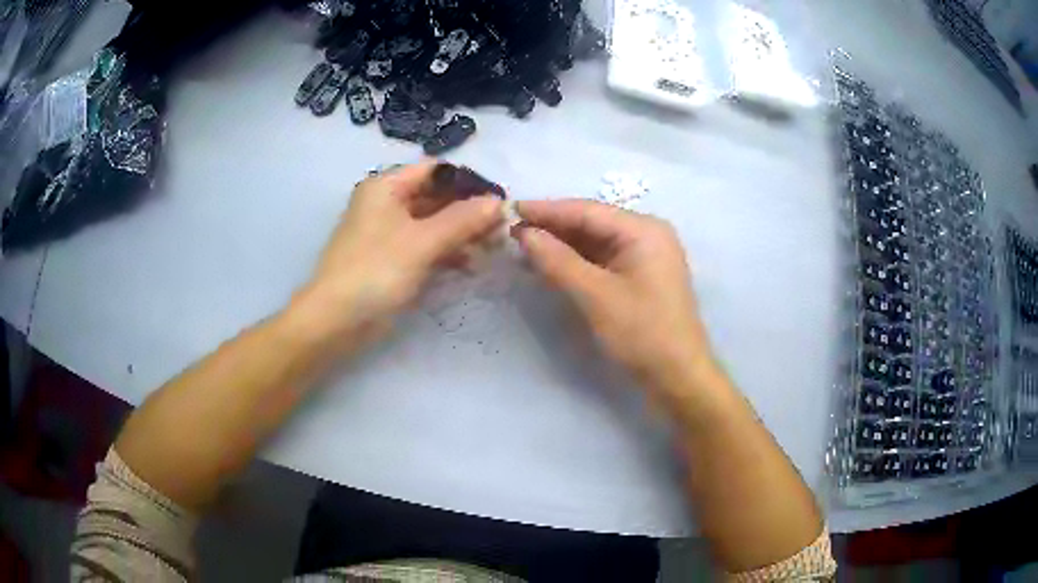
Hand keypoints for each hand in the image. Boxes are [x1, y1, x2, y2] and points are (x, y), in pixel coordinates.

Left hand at [292, 162, 503, 348]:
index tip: (500, 200)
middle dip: (469, 211)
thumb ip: (462, 219)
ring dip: (461, 233)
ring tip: (492, 249)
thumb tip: (499, 202)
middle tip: (502, 229)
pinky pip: (425, 246)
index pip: (436, 171)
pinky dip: (447, 252)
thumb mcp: (422, 242)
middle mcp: (386, 203)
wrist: (336, 321)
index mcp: (386, 187)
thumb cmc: (375, 271)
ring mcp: (388, 232)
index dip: (469, 182)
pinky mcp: (392, 259)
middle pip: (436, 197)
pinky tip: (470, 266)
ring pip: (433, 223)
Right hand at [513, 199, 713, 392]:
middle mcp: (647, 234)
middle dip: (553, 227)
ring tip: (523, 245)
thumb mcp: (596, 296)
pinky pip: (602, 259)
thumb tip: (524, 233)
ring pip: (595, 241)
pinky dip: (576, 261)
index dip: (547, 209)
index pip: (587, 210)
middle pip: (592, 222)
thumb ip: (558, 261)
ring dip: (562, 244)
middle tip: (511, 230)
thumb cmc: (642, 333)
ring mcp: (645, 255)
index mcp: (644, 230)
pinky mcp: (640, 276)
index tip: (510, 208)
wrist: (678, 376)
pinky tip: (550, 263)